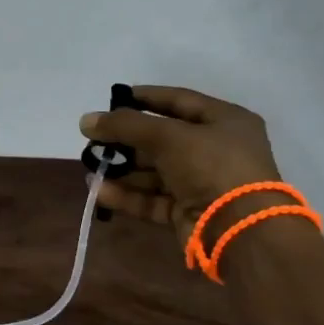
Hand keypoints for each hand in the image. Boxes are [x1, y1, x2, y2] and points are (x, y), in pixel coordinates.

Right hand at [79, 86, 282, 240]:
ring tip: (91, 168)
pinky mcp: (188, 212)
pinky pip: (152, 199)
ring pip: (154, 172)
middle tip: (94, 139)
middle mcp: (215, 150)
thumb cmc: (211, 166)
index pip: (179, 101)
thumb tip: (85, 120)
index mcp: (224, 121)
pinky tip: (98, 191)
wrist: (238, 226)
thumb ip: (125, 125)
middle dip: (126, 140)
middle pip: (162, 139)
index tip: (115, 97)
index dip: (147, 98)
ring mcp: (202, 183)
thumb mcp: (168, 136)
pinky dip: (127, 195)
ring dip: (122, 170)